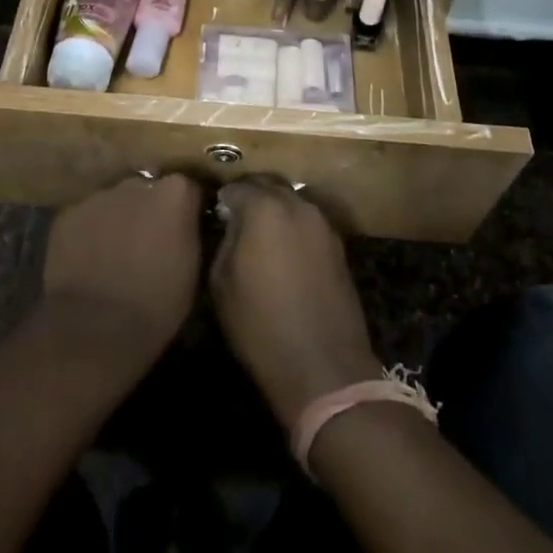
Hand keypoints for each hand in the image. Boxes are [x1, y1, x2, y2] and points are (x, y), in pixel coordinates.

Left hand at [43, 173, 203, 368]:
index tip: (185, 229)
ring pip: (114, 202)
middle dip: (150, 210)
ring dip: (118, 219)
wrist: (95, 329)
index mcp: (175, 195)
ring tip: (115, 252)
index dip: (187, 209)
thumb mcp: (193, 270)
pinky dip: (89, 231)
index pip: (188, 188)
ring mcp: (99, 196)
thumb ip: (190, 234)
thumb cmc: (156, 305)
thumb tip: (188, 224)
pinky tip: (88, 259)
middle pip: (148, 189)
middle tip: (148, 242)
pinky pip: (85, 217)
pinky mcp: (67, 214)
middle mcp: (138, 185)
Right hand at [210, 180, 381, 429]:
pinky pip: (308, 224)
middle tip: (234, 218)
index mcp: (265, 208)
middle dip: (250, 196)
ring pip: (292, 203)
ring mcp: (323, 225)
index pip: (236, 187)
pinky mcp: (339, 246)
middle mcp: (298, 206)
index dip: (222, 200)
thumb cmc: (260, 325)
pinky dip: (293, 229)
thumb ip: (225, 240)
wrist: (322, 366)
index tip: (213, 214)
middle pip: (268, 186)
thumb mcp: (221, 283)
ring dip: (274, 211)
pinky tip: (283, 253)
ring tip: (259, 235)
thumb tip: (231, 224)